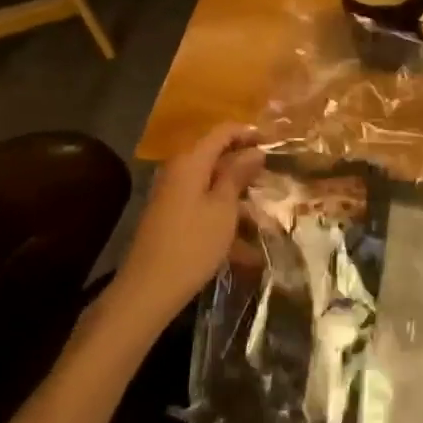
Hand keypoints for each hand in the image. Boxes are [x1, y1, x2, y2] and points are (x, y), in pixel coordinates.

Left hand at [115, 125, 264, 323]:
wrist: (148, 290)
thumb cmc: (193, 244)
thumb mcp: (223, 208)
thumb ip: (238, 174)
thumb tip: (254, 150)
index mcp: (191, 161)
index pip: (223, 131)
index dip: (249, 132)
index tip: (274, 142)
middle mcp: (179, 170)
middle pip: (216, 155)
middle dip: (245, 164)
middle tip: (273, 174)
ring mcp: (173, 194)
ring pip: (212, 182)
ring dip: (238, 192)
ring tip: (265, 210)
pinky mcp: (171, 216)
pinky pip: (203, 204)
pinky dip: (224, 214)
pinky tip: (246, 242)